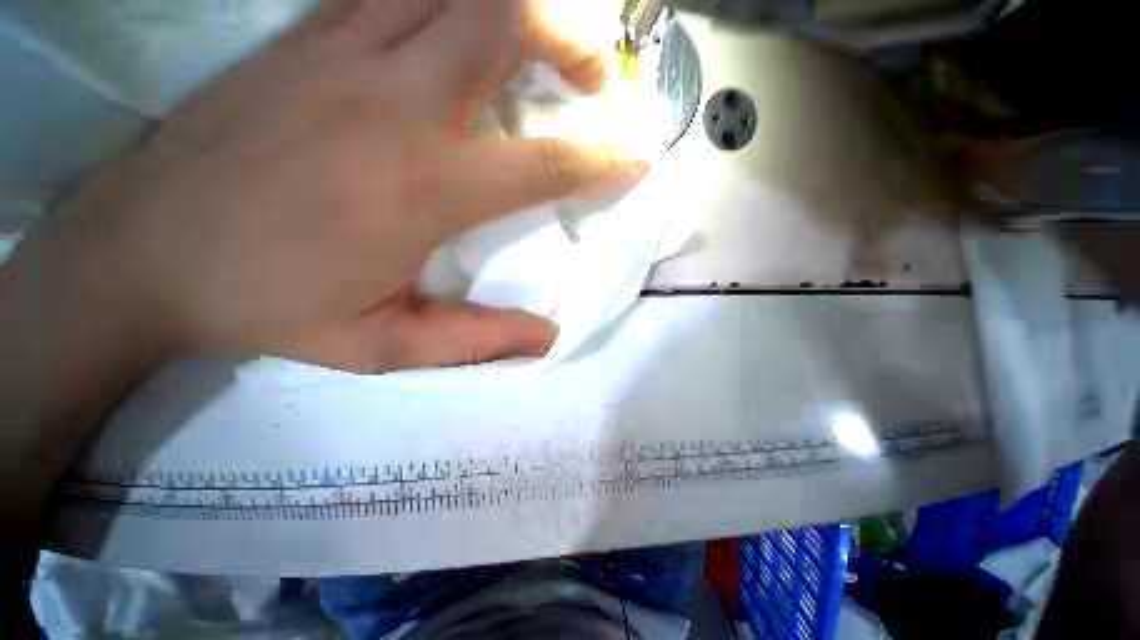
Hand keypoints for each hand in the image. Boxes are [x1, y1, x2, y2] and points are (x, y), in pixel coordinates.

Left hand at [35, 0, 642, 372]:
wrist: (143, 251)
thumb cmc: (265, 306)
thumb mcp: (383, 346)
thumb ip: (477, 341)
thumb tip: (547, 338)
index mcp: (420, 189)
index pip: (543, 163)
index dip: (602, 159)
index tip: (636, 155)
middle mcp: (392, 103)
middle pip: (506, 20)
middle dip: (568, 39)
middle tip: (590, 80)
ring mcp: (342, 51)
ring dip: (518, 6)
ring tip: (542, 48)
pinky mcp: (307, 34)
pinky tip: (461, 27)